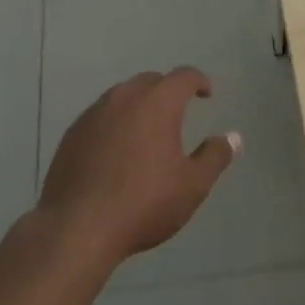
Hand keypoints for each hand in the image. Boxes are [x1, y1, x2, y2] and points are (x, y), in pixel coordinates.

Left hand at [38, 67, 239, 265]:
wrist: (77, 228)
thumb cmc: (144, 203)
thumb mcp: (192, 185)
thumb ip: (215, 156)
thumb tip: (232, 137)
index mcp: (157, 103)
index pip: (183, 77)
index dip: (198, 81)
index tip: (206, 94)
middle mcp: (124, 97)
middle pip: (150, 81)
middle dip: (167, 91)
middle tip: (178, 112)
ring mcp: (93, 113)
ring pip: (122, 96)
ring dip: (139, 105)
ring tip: (147, 130)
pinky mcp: (72, 133)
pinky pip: (100, 116)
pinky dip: (115, 122)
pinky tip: (116, 150)